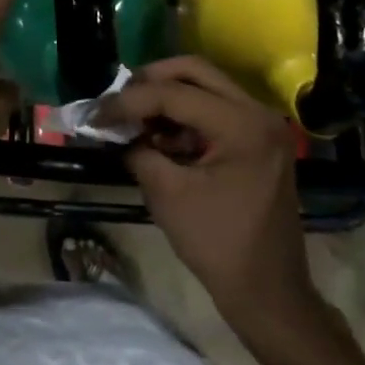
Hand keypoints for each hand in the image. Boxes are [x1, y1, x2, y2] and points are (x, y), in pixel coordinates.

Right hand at [112, 57, 337, 364]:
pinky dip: (183, 116)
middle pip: (194, 71)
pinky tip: (158, 137)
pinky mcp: (257, 141)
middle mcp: (257, 113)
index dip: (129, 101)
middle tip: (118, 100)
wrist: (269, 293)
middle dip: (150, 81)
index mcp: (242, 125)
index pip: (174, 94)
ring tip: (133, 119)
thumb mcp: (167, 194)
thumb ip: (138, 151)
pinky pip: (214, 109)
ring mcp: (261, 126)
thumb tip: (116, 132)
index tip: (96, 114)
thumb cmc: (219, 245)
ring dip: (166, 97)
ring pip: (205, 87)